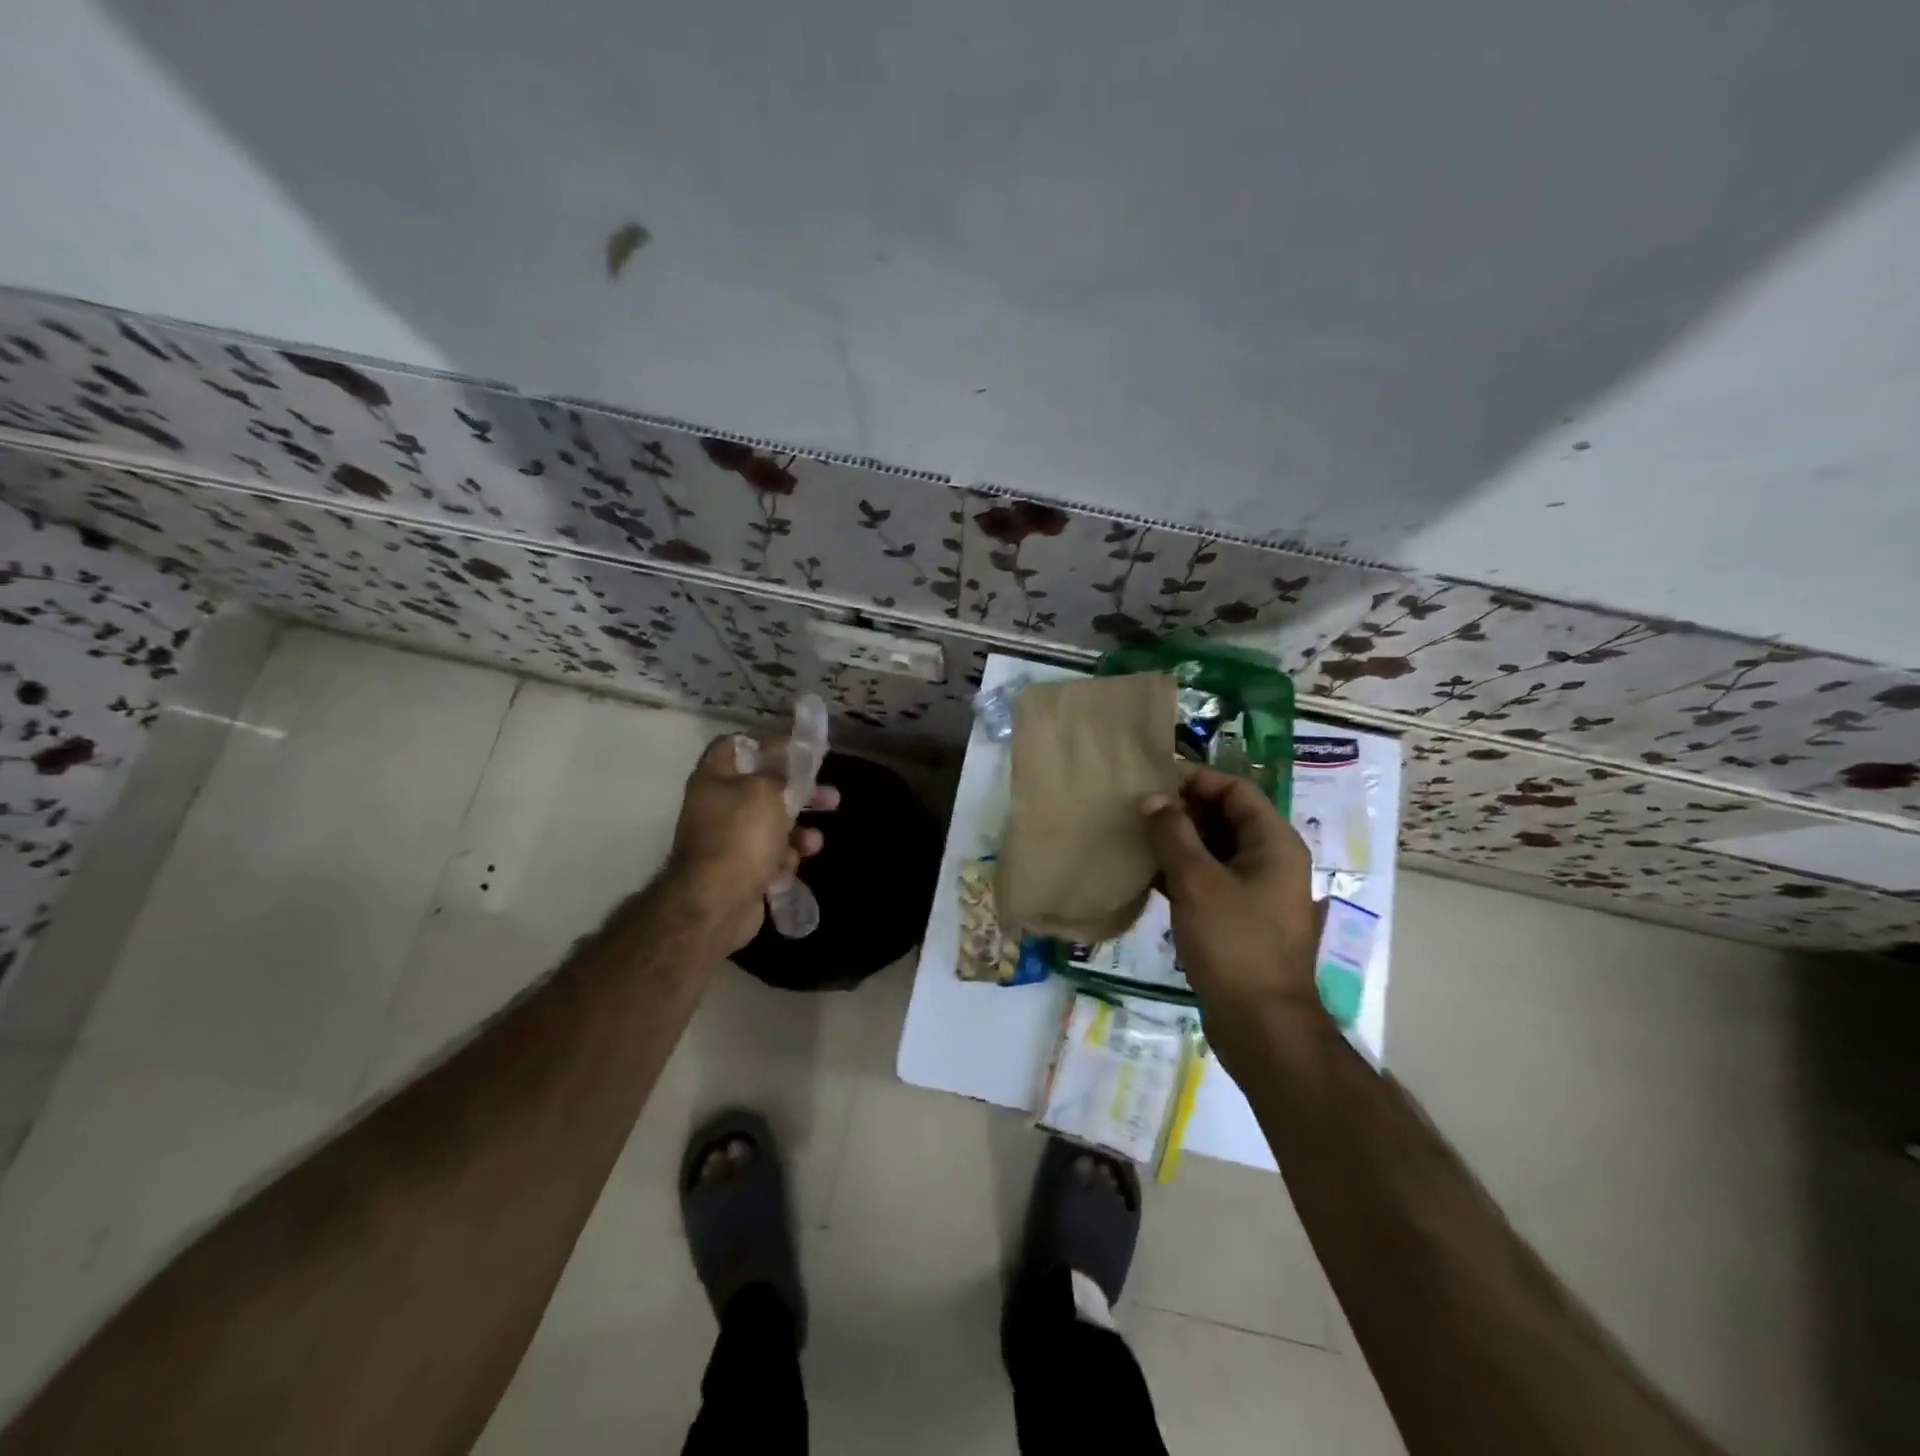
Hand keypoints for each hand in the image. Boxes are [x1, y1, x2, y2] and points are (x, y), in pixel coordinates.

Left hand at [668, 733, 839, 953]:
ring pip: (773, 826)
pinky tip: (789, 868)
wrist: (718, 902)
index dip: (768, 744)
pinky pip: (770, 858)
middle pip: (765, 789)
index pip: (736, 746)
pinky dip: (784, 860)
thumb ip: (781, 772)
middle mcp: (717, 807)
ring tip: (815, 842)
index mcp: (715, 778)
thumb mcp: (766, 789)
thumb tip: (786, 770)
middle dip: (801, 793)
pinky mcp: (741, 871)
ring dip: (799, 832)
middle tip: (831, 796)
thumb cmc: (741, 834)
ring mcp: (728, 841)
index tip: (799, 750)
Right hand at [1141, 767, 1322, 1025]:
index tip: (1152, 779)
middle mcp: (1270, 860)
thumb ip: (1173, 834)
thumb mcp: (1197, 882)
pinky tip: (1145, 874)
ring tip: (1135, 835)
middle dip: (1182, 810)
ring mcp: (1256, 891)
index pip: (1235, 790)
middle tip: (1136, 807)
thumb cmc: (1234, 943)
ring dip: (1178, 841)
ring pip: (1214, 850)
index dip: (1195, 779)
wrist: (1260, 1023)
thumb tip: (1152, 799)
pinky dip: (1181, 872)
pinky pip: (1208, 879)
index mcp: (1274, 843)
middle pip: (1225, 818)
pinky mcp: (1239, 918)